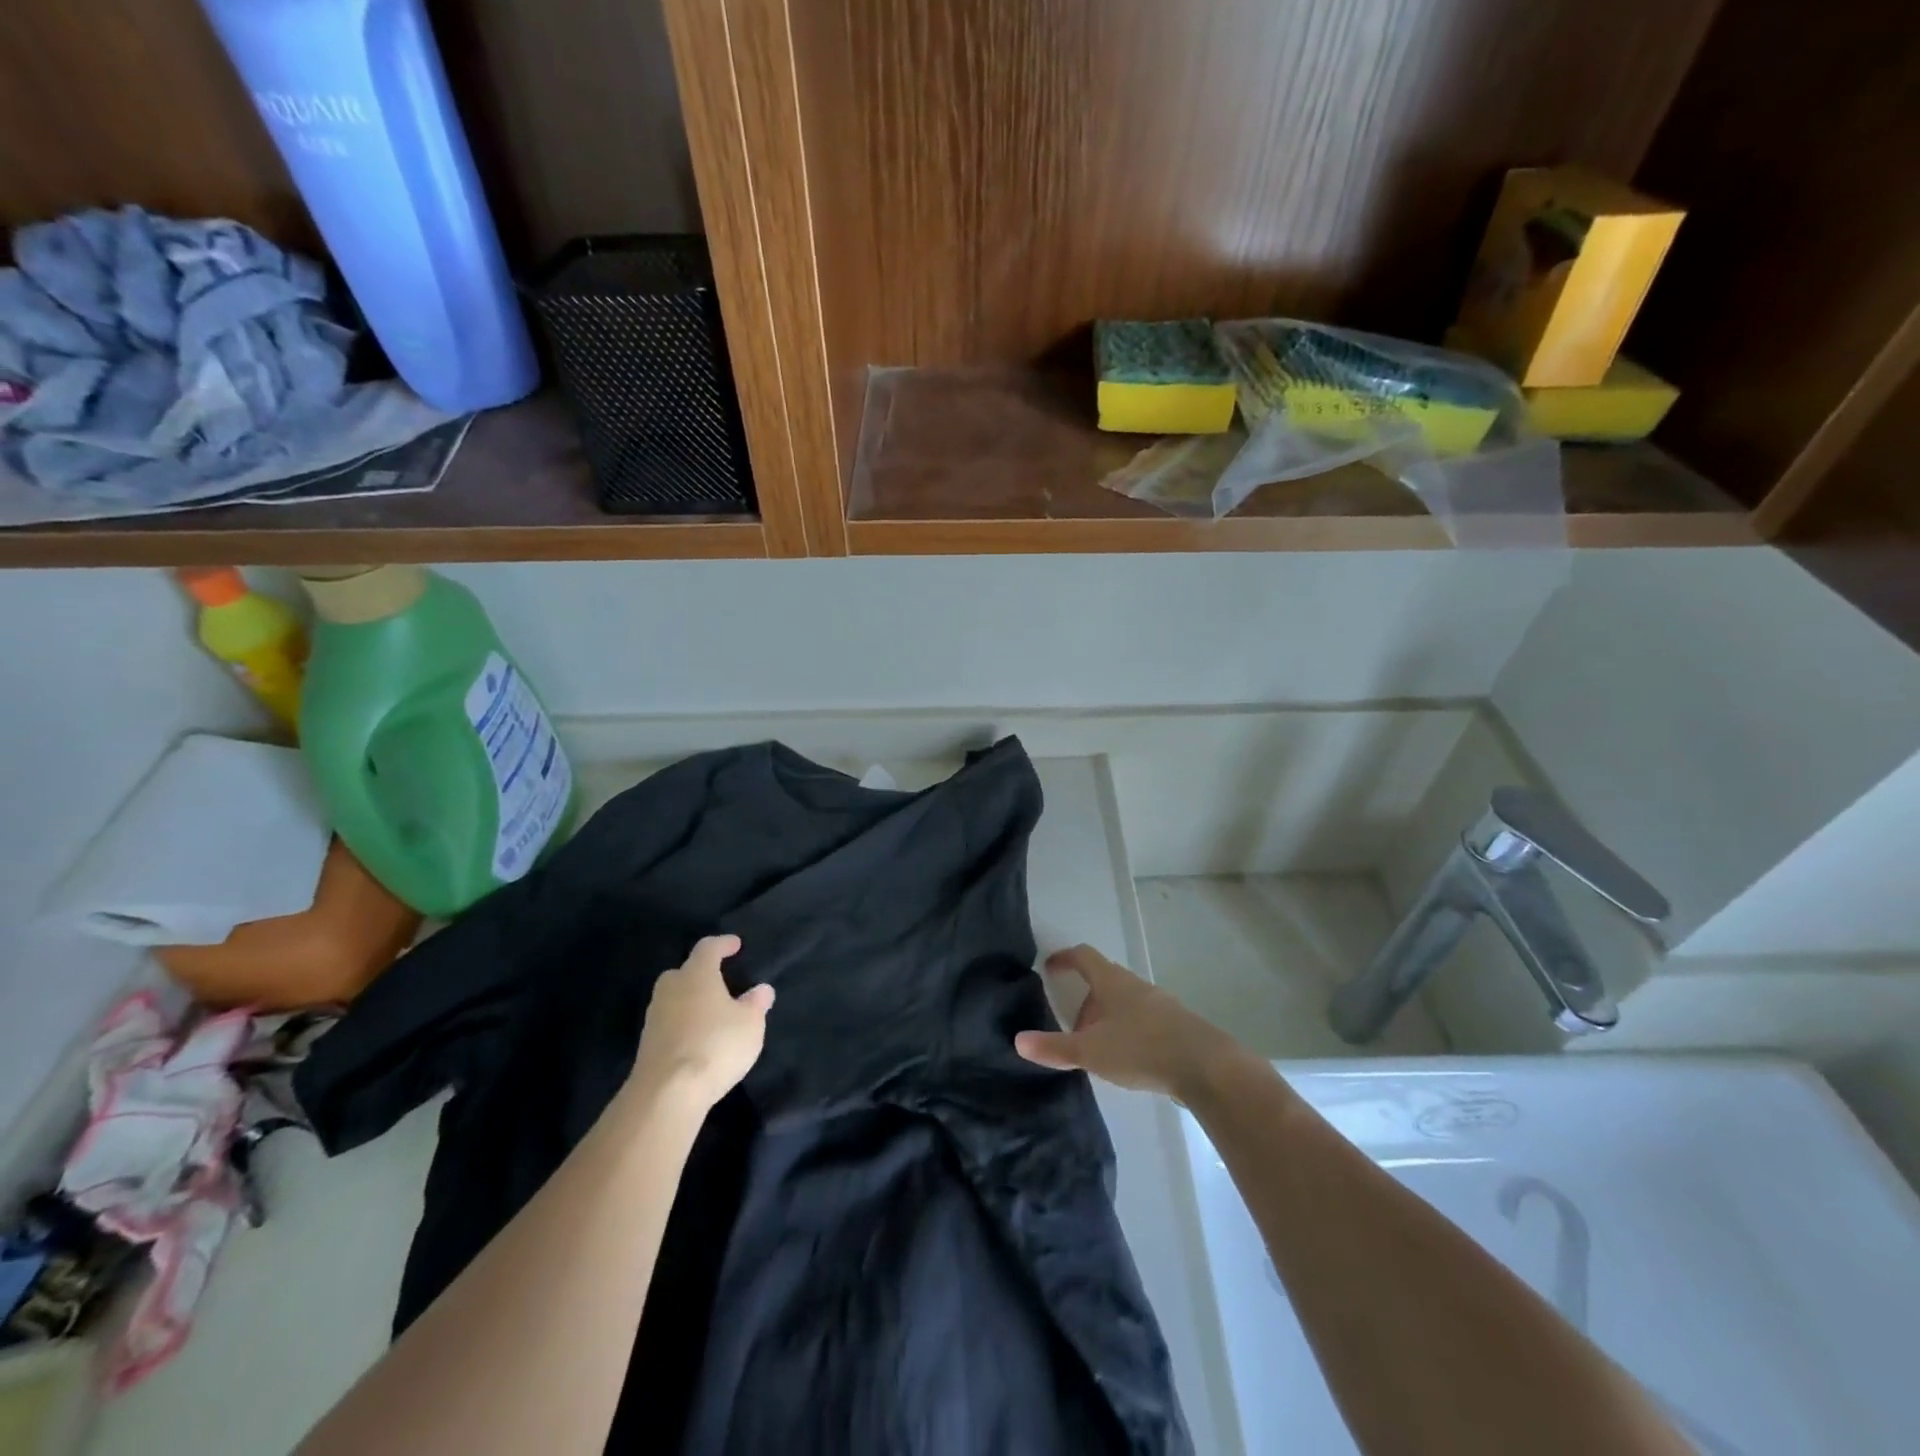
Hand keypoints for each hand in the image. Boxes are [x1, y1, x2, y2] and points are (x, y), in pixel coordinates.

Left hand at [633, 935, 773, 1106]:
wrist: (666, 1093)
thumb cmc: (715, 1045)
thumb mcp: (750, 1024)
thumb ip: (756, 1004)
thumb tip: (761, 989)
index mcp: (697, 975)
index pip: (708, 948)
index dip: (723, 944)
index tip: (735, 944)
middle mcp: (671, 989)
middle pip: (683, 972)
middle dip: (700, 973)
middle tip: (718, 980)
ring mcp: (654, 1018)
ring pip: (673, 998)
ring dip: (690, 1001)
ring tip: (711, 1012)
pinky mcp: (646, 1045)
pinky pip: (668, 1023)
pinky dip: (682, 1024)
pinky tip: (697, 1037)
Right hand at [1015, 944, 1243, 1100]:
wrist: (1207, 1067)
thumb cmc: (1141, 1049)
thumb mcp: (1091, 1051)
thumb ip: (1055, 1047)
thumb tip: (1018, 1040)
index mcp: (1112, 982)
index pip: (1084, 956)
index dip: (1064, 958)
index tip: (1050, 967)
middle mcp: (1136, 985)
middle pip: (1104, 981)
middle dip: (1085, 1001)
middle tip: (1072, 1029)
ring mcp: (1160, 1004)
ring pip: (1125, 1002)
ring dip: (1107, 1019)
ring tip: (1099, 1049)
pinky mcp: (1178, 1026)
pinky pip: (1144, 1020)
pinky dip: (1128, 1031)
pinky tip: (1129, 1059)